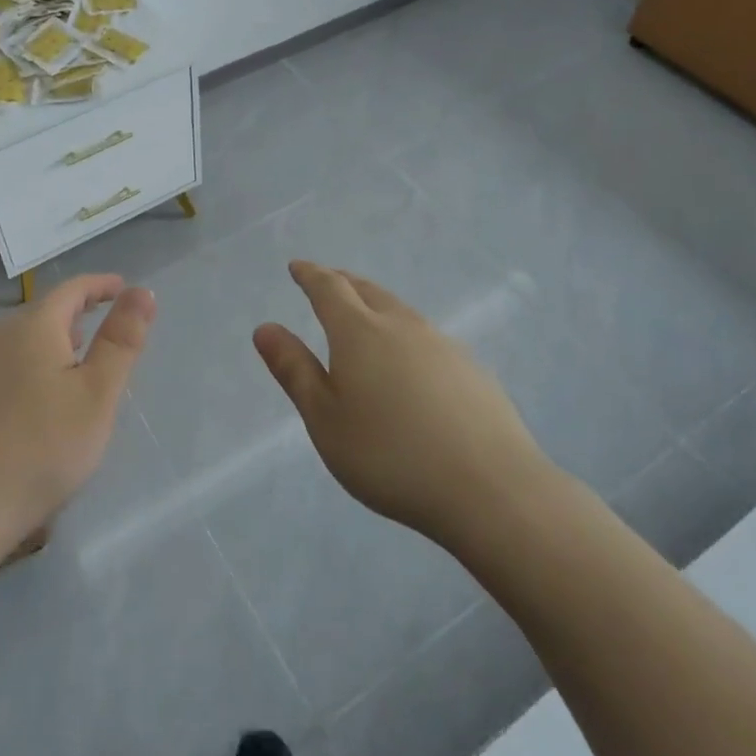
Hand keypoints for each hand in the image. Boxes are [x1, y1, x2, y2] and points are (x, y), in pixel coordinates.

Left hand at [0, 274, 154, 564]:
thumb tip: (142, 291)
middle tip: (108, 328)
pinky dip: (34, 362)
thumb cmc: (41, 448)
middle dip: (79, 313)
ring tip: (80, 359)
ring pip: (24, 338)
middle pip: (45, 311)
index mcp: (33, 326)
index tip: (125, 289)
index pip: (72, 289)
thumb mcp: (97, 394)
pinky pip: (7, 362)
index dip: (101, 285)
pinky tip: (41, 396)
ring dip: (56, 339)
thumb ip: (121, 340)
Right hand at [253, 261, 552, 549]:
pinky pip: (426, 336)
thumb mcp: (325, 418)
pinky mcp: (471, 369)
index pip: (329, 288)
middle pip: (367, 291)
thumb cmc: (390, 455)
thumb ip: (294, 370)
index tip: (297, 267)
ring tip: (365, 314)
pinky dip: (405, 333)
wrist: (490, 488)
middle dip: (342, 282)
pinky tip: (410, 360)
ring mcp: (442, 344)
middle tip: (327, 281)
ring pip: (400, 311)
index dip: (310, 275)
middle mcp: (401, 325)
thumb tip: (265, 328)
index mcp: (359, 332)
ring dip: (376, 304)